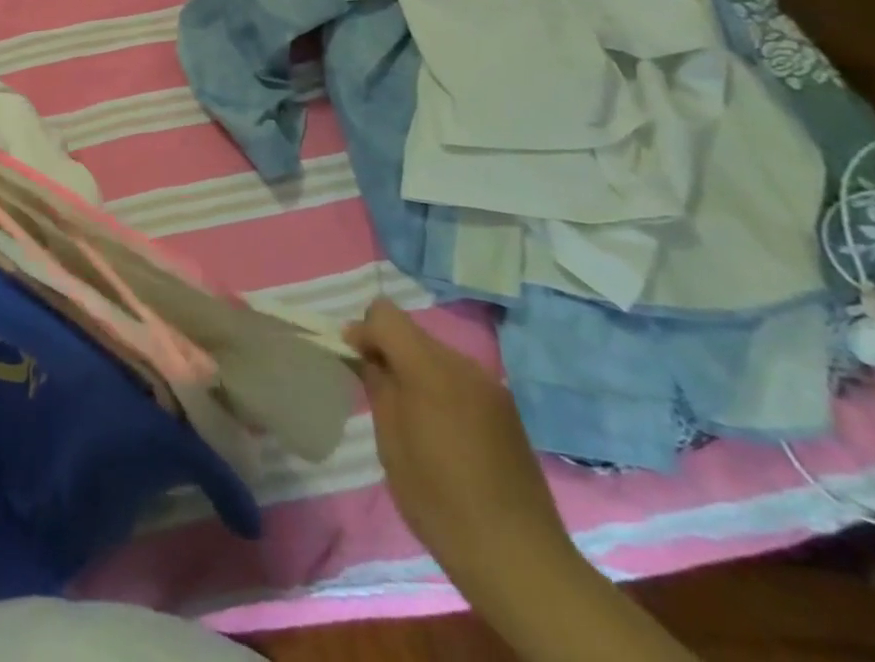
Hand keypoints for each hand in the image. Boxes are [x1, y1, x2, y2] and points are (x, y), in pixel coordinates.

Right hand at [346, 299, 576, 600]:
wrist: (520, 560)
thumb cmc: (441, 502)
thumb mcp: (391, 444)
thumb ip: (378, 387)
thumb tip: (368, 356)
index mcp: (431, 369)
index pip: (385, 314)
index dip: (363, 331)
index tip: (354, 362)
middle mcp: (463, 365)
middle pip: (412, 332)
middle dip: (388, 350)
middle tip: (376, 390)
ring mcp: (490, 386)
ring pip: (436, 353)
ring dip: (414, 369)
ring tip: (410, 414)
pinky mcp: (506, 408)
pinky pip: (459, 378)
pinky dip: (439, 387)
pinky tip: (441, 430)